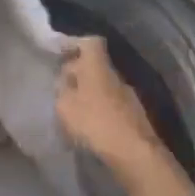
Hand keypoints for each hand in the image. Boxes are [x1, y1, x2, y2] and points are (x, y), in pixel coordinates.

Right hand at [57, 36, 165, 177]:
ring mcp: (128, 96)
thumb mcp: (65, 106)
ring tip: (72, 110)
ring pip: (103, 86)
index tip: (59, 53)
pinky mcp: (134, 116)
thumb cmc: (95, 122)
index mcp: (98, 66)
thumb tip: (64, 84)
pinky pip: (111, 105)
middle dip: (77, 73)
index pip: (90, 42)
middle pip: (95, 65)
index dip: (74, 43)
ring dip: (88, 93)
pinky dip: (98, 110)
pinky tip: (89, 127)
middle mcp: (115, 76)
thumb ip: (61, 91)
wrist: (135, 153)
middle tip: (60, 87)